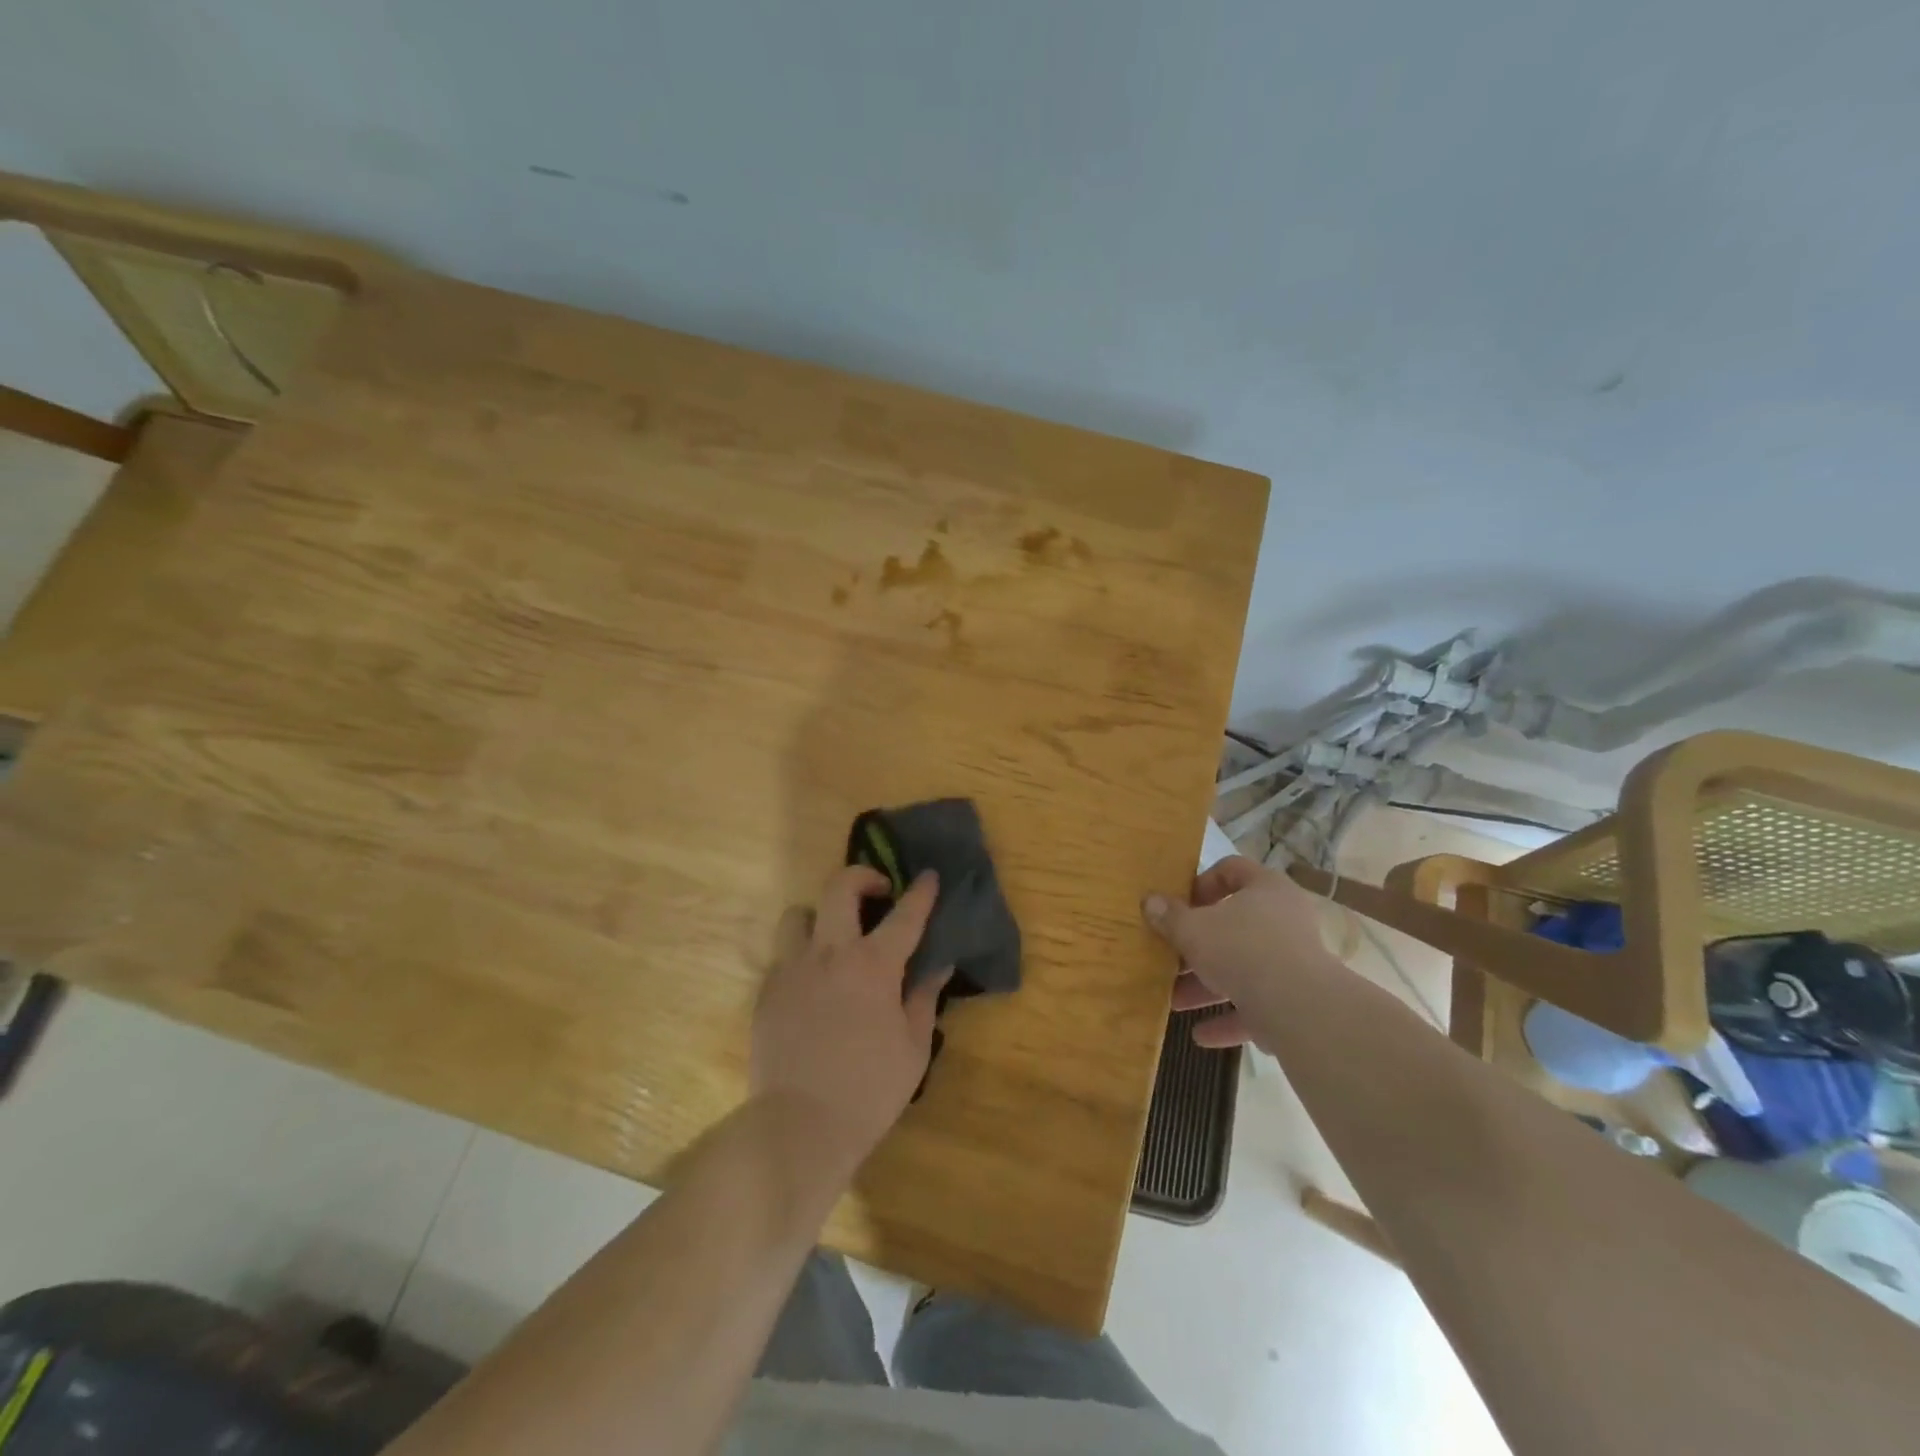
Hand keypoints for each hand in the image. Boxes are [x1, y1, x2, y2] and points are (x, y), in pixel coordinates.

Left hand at [752, 865, 950, 1168]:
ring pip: (798, 914)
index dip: (921, 892)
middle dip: (862, 877)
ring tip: (833, 937)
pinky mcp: (766, 992)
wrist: (799, 1127)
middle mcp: (830, 954)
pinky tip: (812, 984)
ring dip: (819, 915)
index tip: (929, 876)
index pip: (905, 915)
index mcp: (874, 965)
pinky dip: (800, 957)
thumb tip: (938, 965)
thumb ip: (924, 998)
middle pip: (840, 889)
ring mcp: (792, 970)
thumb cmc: (868, 1091)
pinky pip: (782, 956)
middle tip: (877, 892)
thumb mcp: (913, 1048)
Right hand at [1142, 855, 1330, 1049]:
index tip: (1178, 906)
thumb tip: (1150, 901)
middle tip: (1171, 958)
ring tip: (1175, 1001)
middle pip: (1234, 926)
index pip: (1232, 870)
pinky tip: (1201, 1035)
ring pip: (1244, 968)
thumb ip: (1169, 916)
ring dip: (1208, 986)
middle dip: (1197, 947)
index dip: (1202, 883)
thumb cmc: (1242, 950)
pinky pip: (1258, 1005)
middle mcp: (1285, 919)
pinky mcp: (1298, 1000)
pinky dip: (1230, 1018)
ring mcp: (1295, 962)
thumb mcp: (1192, 929)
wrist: (1301, 1008)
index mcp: (1265, 888)